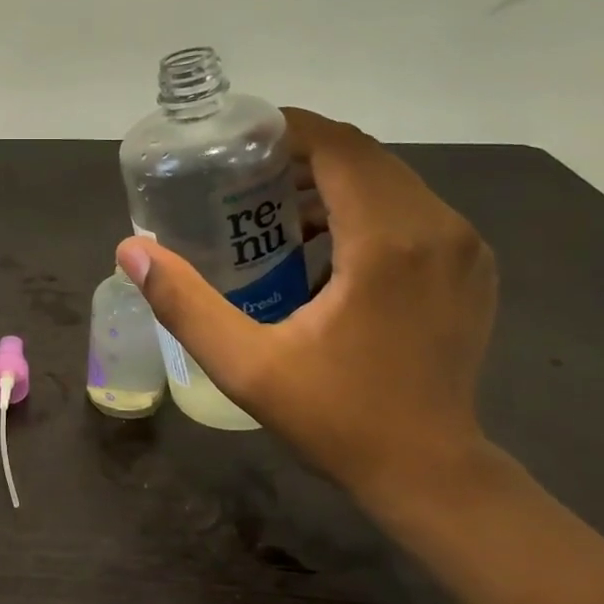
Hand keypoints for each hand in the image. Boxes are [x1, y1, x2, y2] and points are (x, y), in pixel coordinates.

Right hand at [117, 110, 495, 497]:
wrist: (430, 472)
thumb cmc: (337, 418)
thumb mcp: (246, 365)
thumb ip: (185, 304)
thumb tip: (132, 251)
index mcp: (388, 241)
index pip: (340, 148)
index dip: (289, 130)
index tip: (240, 141)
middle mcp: (439, 227)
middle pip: (365, 158)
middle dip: (304, 156)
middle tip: (246, 178)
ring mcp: (465, 247)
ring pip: (391, 181)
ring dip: (334, 183)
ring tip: (275, 212)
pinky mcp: (472, 267)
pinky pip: (414, 211)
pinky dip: (366, 209)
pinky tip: (326, 248)